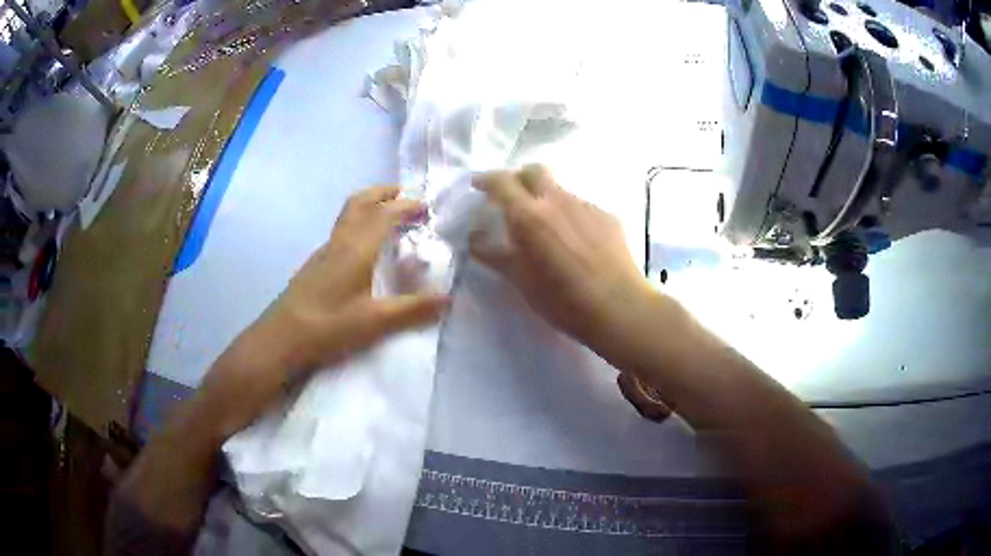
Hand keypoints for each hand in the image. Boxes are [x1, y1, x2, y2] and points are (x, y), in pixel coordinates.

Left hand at [195, 185, 448, 439]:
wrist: (281, 338)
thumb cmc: (328, 326)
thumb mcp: (374, 322)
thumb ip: (412, 309)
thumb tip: (447, 299)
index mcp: (356, 249)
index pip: (385, 214)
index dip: (407, 205)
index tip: (427, 207)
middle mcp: (339, 242)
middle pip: (360, 202)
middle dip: (384, 193)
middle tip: (406, 196)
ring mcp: (324, 252)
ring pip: (348, 215)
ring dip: (370, 206)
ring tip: (389, 217)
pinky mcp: (315, 264)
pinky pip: (341, 230)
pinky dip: (359, 224)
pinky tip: (364, 248)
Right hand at [469, 165, 648, 346]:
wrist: (619, 308)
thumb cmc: (563, 300)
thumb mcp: (521, 281)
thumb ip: (494, 254)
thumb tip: (474, 238)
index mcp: (529, 215)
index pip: (502, 182)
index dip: (486, 180)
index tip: (478, 186)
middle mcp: (557, 200)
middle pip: (534, 171)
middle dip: (518, 178)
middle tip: (511, 199)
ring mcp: (586, 206)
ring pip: (559, 189)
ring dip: (545, 197)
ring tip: (545, 225)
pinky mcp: (607, 216)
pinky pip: (581, 206)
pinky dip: (569, 214)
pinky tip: (575, 241)